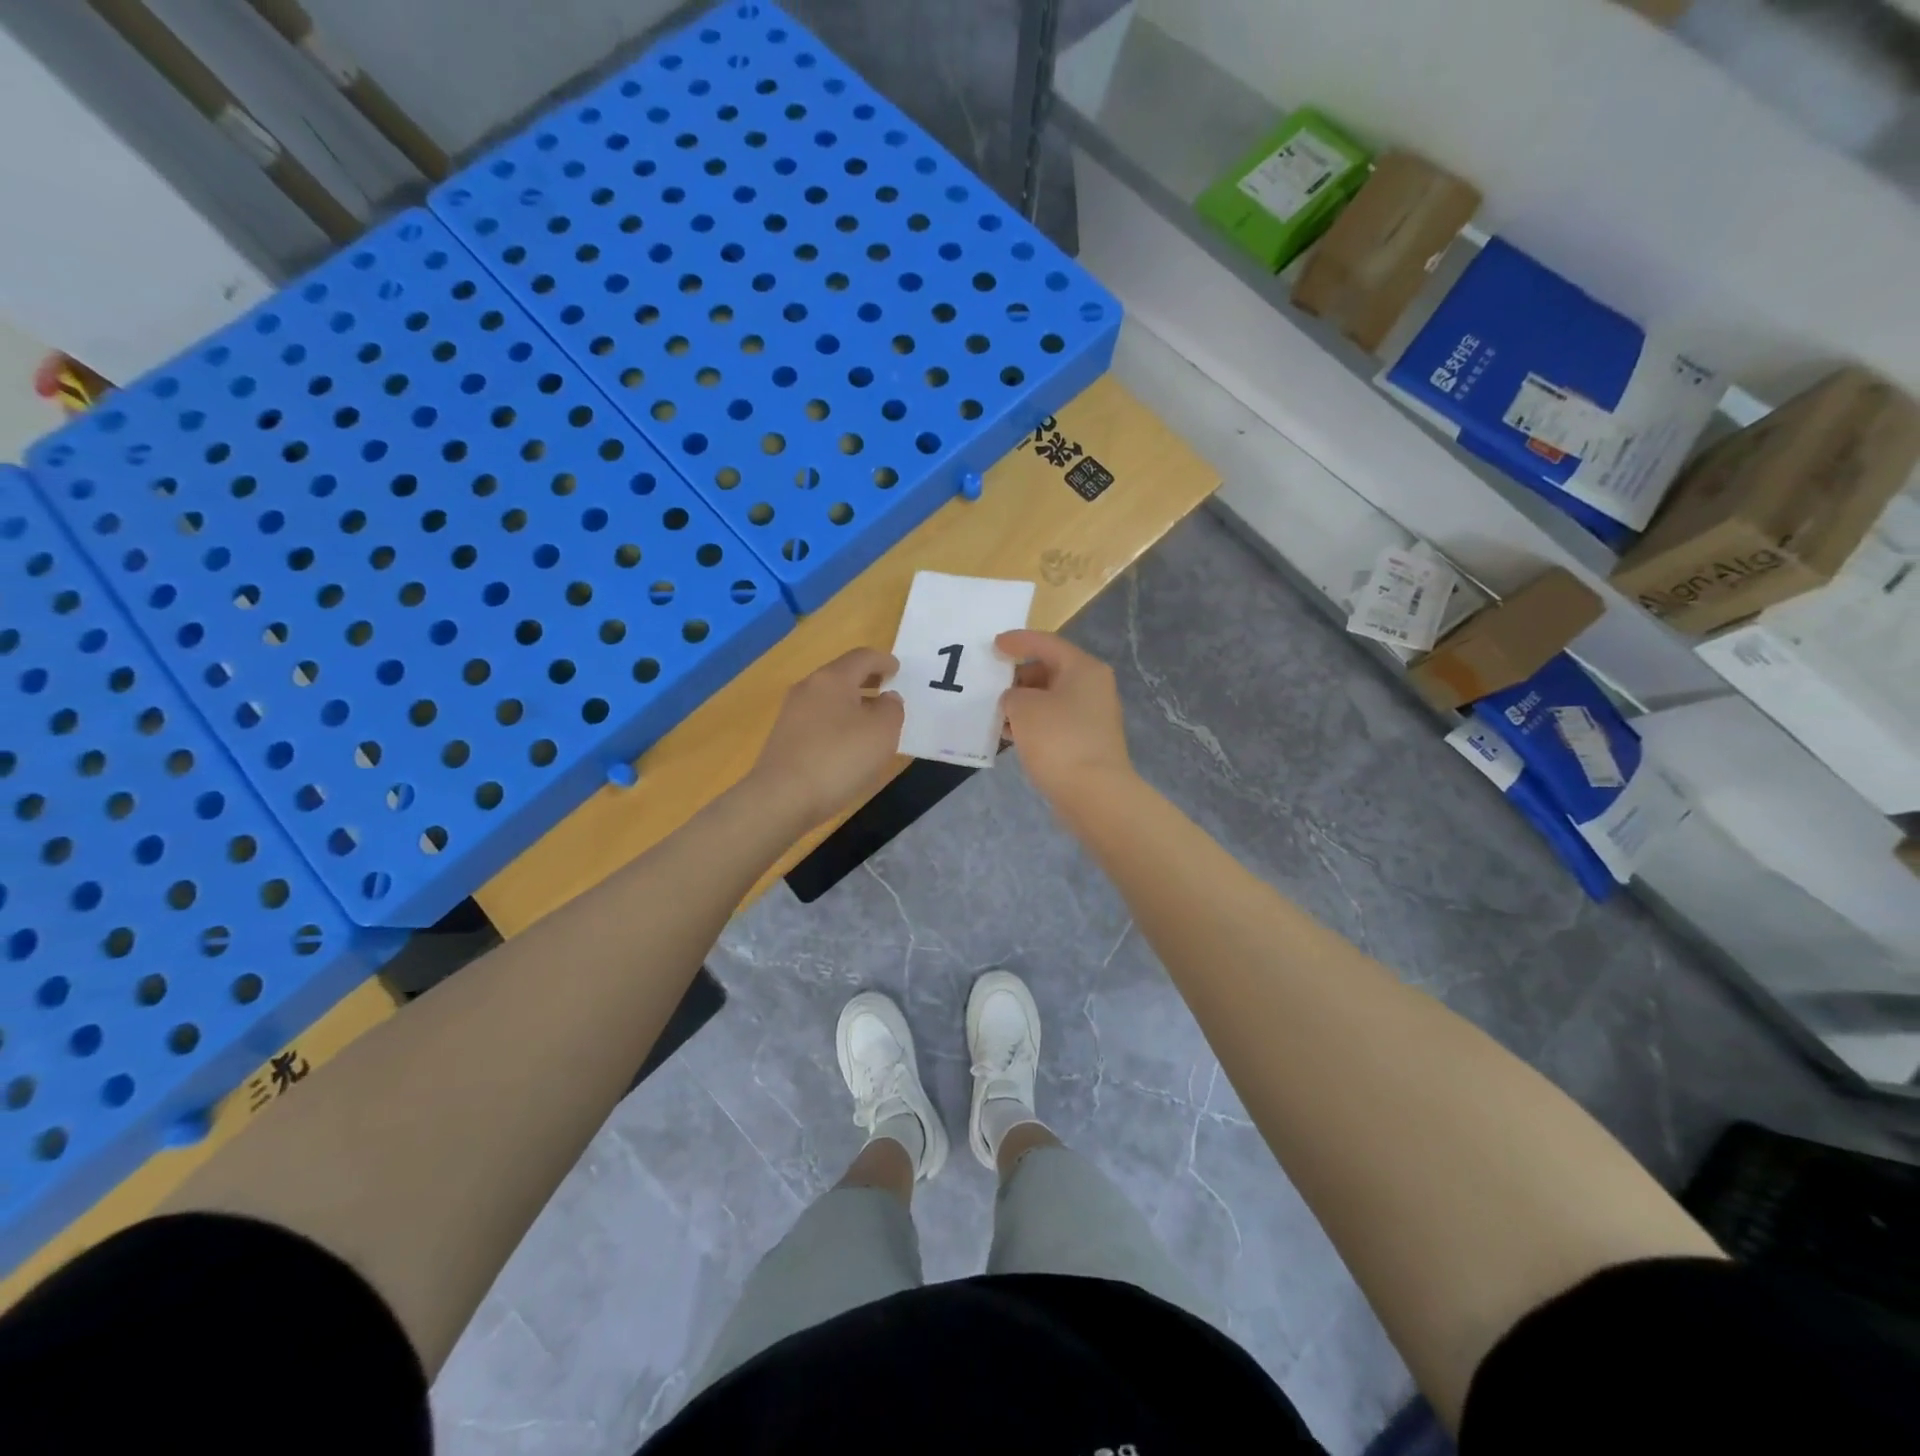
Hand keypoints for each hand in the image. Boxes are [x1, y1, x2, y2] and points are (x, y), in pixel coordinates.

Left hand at [750, 647, 904, 826]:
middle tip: (887, 691)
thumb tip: (886, 699)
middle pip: (842, 675)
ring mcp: (792, 714)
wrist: (782, 798)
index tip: (897, 669)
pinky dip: (838, 722)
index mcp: (832, 679)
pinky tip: (848, 744)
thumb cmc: (839, 758)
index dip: (884, 661)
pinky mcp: (785, 739)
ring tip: (872, 722)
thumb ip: (892, 709)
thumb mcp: (882, 732)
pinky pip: (819, 720)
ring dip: (852, 704)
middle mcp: (808, 688)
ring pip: (829, 699)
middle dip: (867, 680)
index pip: (862, 657)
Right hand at [996, 630, 1132, 802]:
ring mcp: (1093, 717)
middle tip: (992, 685)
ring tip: (996, 713)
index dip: (1018, 641)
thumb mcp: (1023, 707)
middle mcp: (1093, 687)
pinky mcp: (1087, 743)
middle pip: (1050, 671)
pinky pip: (1055, 723)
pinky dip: (1033, 725)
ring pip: (1051, 699)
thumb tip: (1016, 702)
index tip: (994, 645)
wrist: (1094, 793)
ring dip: (1024, 704)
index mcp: (1083, 669)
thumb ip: (1012, 694)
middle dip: (1019, 677)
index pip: (1046, 643)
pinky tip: (1012, 736)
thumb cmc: (1058, 739)